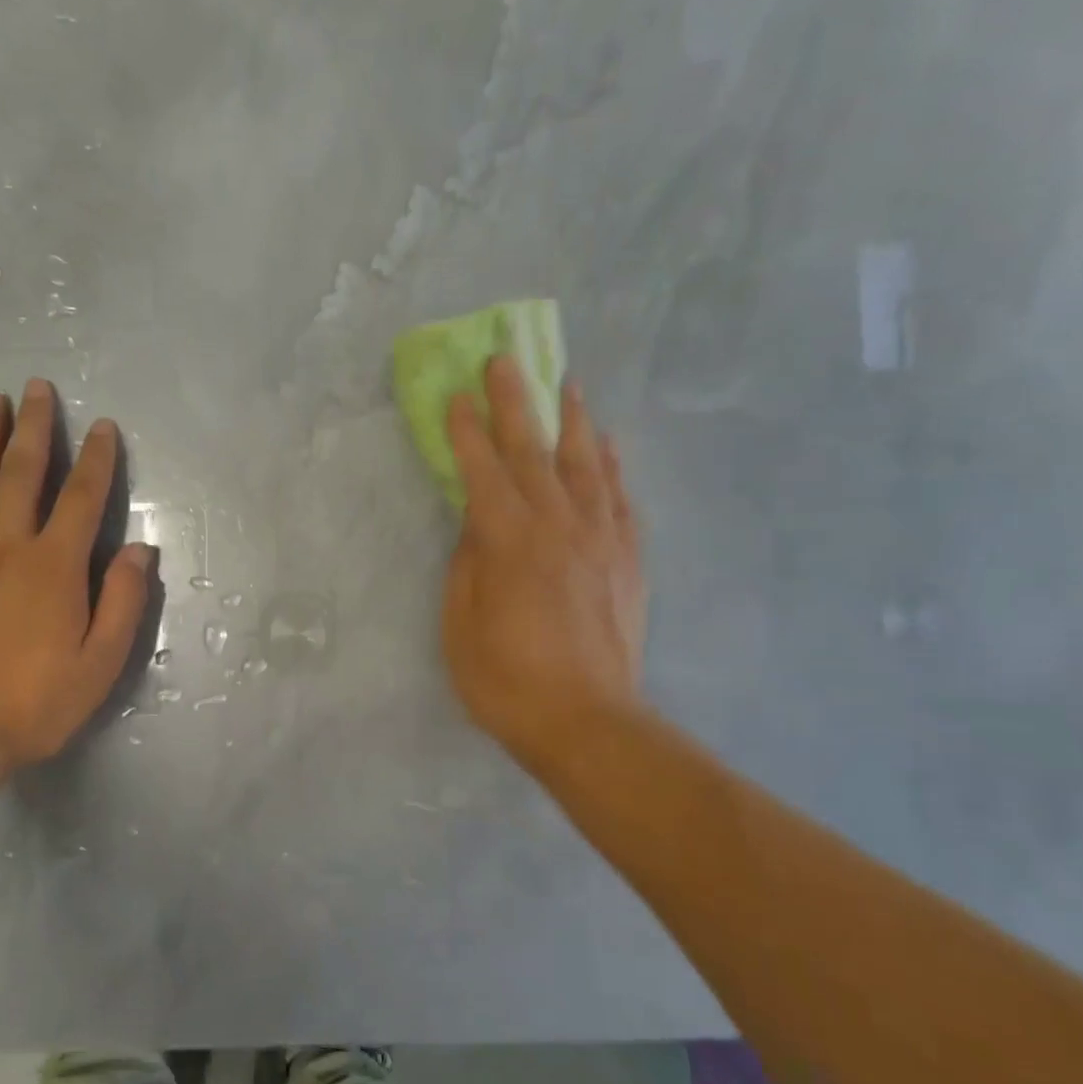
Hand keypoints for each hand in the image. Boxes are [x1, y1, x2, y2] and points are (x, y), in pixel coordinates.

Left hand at [0, 378, 154, 780]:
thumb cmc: (32, 702)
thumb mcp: (99, 663)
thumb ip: (123, 602)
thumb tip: (140, 550)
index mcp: (55, 566)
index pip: (83, 498)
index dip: (97, 459)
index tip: (104, 425)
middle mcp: (7, 546)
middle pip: (22, 473)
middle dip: (34, 427)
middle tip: (36, 387)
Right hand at [442, 354, 646, 775]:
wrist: (588, 723)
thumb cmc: (507, 680)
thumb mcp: (462, 625)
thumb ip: (468, 565)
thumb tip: (476, 525)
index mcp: (509, 541)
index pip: (482, 470)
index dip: (465, 431)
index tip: (455, 394)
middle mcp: (557, 526)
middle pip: (534, 450)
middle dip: (515, 402)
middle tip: (505, 360)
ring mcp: (600, 540)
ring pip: (586, 463)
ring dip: (572, 420)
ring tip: (567, 383)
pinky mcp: (627, 561)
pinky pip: (621, 499)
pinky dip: (613, 466)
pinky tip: (608, 446)